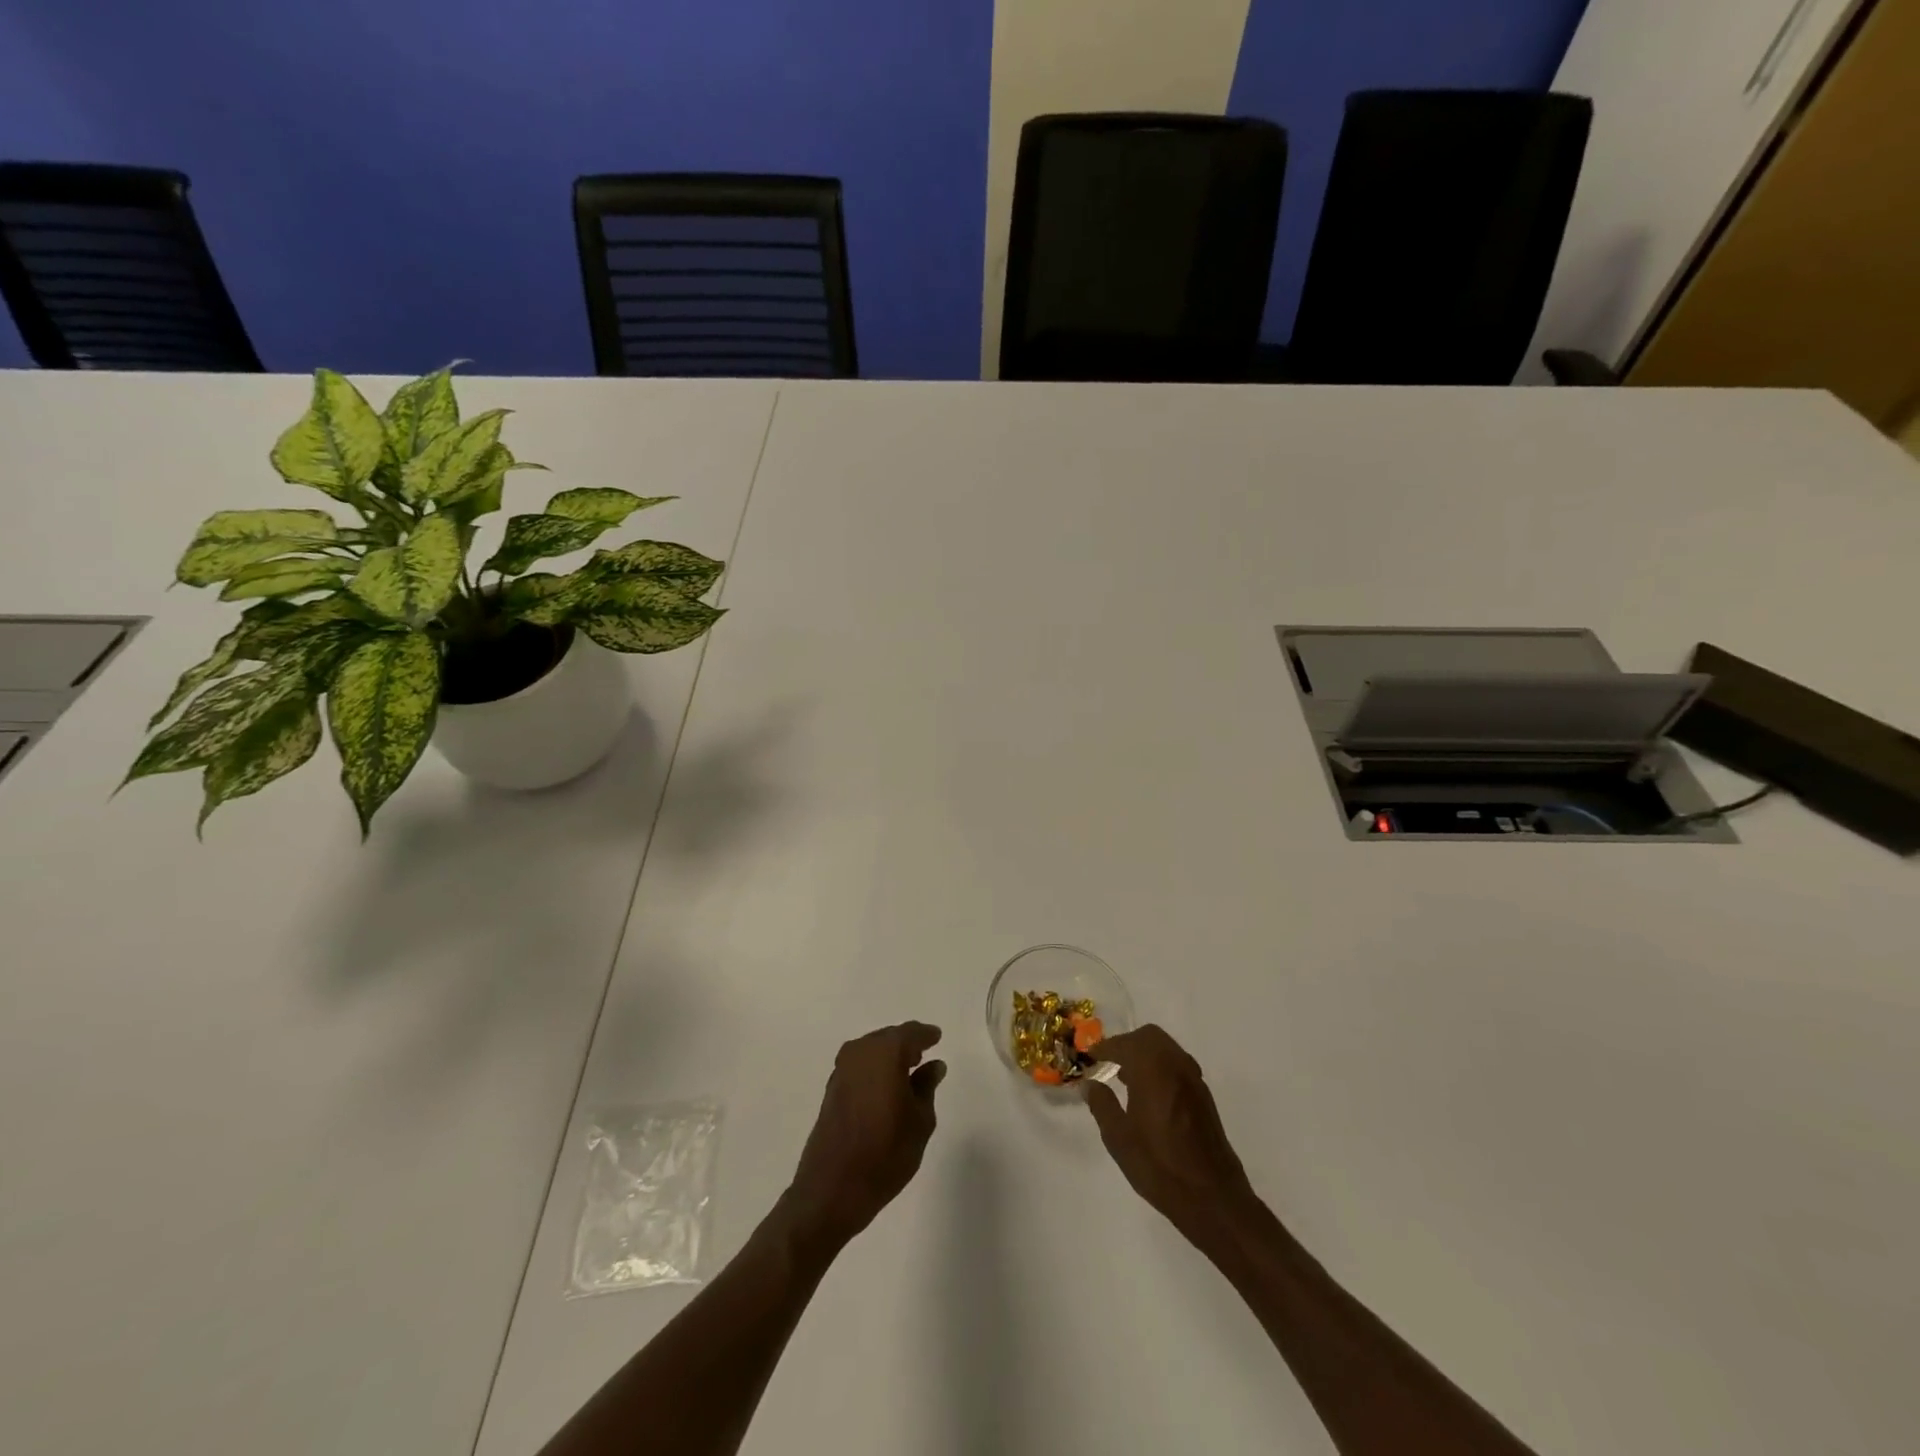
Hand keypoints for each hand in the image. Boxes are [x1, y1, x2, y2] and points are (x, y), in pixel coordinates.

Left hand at [781, 1022, 945, 1252]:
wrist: (832, 1189)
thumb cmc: (886, 1153)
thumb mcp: (920, 1121)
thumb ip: (926, 1087)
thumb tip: (933, 1066)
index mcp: (885, 1052)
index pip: (911, 1033)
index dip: (926, 1035)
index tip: (937, 1037)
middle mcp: (860, 1052)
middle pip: (888, 1038)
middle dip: (906, 1044)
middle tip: (924, 1055)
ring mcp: (841, 1070)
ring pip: (872, 1051)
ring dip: (888, 1057)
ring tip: (907, 1073)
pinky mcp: (831, 1089)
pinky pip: (859, 1067)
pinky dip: (874, 1070)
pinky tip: (885, 1088)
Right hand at [1085, 1024, 1259, 1245]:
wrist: (1212, 1198)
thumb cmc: (1159, 1166)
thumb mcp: (1119, 1138)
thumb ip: (1102, 1105)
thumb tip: (1089, 1084)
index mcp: (1152, 1069)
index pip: (1124, 1044)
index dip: (1104, 1048)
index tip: (1090, 1057)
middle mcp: (1176, 1065)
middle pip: (1149, 1037)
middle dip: (1127, 1044)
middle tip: (1109, 1062)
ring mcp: (1194, 1079)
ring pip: (1166, 1049)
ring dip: (1145, 1054)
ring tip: (1125, 1078)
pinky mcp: (1204, 1096)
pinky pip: (1178, 1065)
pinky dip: (1161, 1067)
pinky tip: (1150, 1094)